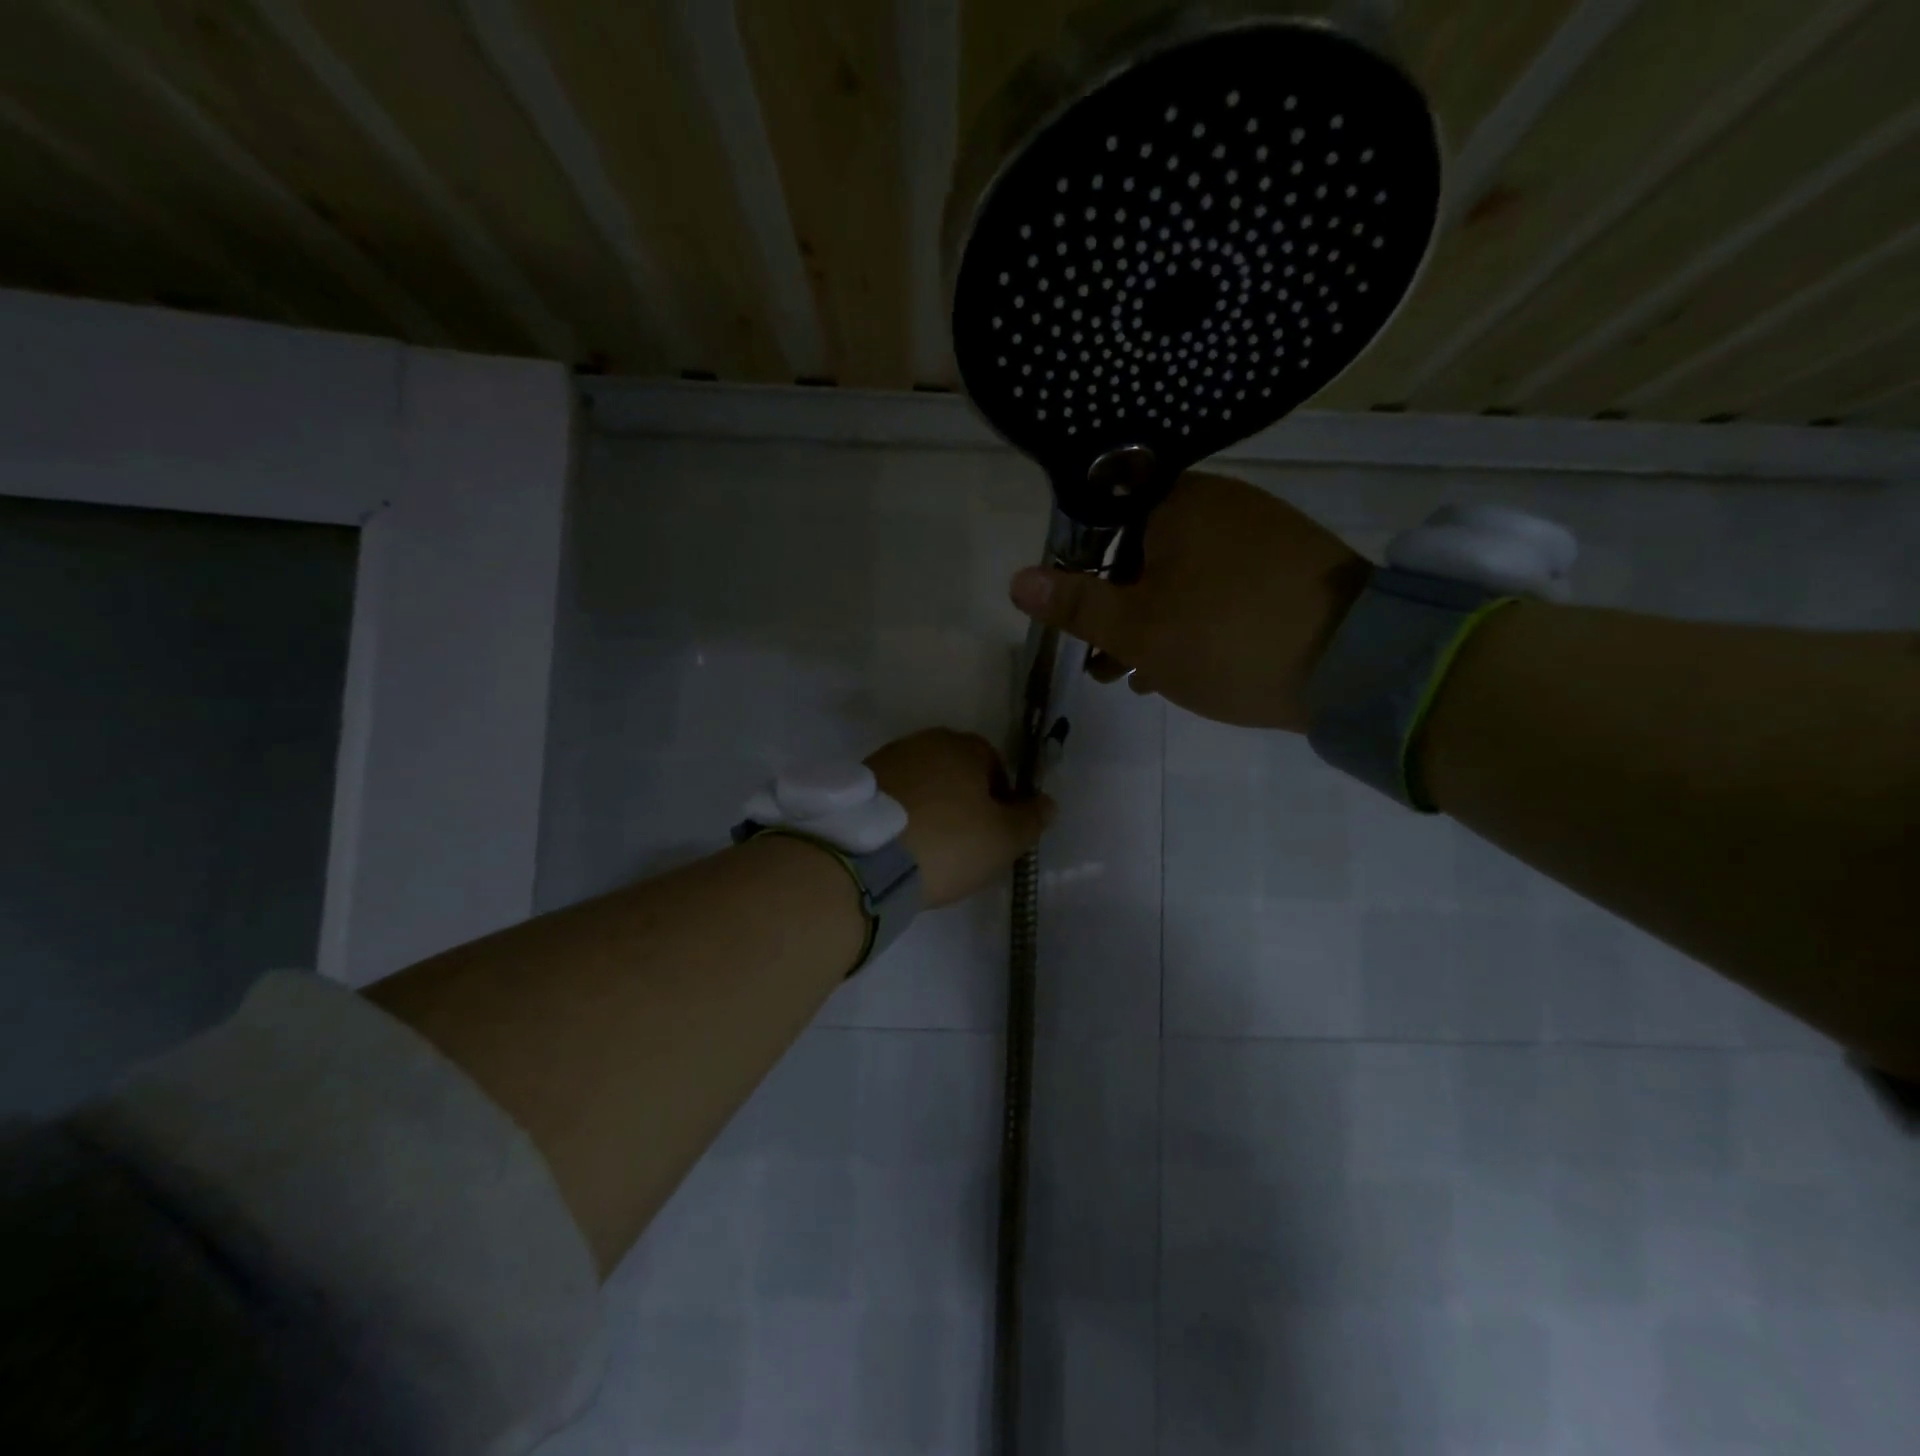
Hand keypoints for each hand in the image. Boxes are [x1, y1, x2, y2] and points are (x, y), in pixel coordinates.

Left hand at [866, 730, 1053, 907]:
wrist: (865, 857)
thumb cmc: (948, 843)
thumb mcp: (1004, 839)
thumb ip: (1031, 818)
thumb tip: (1048, 802)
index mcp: (965, 746)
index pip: (995, 766)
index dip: (1000, 801)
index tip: (994, 834)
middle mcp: (925, 741)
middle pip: (956, 772)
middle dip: (964, 801)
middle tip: (964, 843)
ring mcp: (887, 758)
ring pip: (923, 783)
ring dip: (931, 807)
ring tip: (928, 848)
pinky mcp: (859, 783)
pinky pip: (894, 798)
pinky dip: (902, 815)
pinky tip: (901, 845)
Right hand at [1008, 471, 1370, 731]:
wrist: (1357, 664)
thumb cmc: (1226, 638)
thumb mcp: (1137, 629)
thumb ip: (1076, 604)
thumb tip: (1016, 580)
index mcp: (1179, 503)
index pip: (1104, 523)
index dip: (1080, 573)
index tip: (1078, 621)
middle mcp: (1222, 504)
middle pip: (1142, 553)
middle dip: (1116, 610)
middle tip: (1102, 663)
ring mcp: (1262, 534)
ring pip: (1182, 577)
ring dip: (1152, 624)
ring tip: (1135, 677)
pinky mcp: (1291, 569)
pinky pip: (1222, 588)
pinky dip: (1194, 622)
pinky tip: (1182, 668)